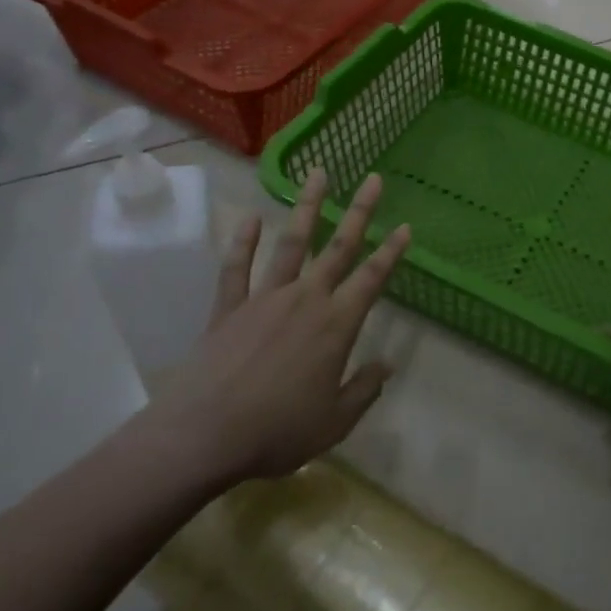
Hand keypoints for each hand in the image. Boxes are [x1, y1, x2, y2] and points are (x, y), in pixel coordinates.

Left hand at [160, 168, 410, 483]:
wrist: (205, 435)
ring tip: (318, 175)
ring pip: (291, 244)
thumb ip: (364, 390)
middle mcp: (305, 300)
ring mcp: (264, 298)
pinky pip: (236, 267)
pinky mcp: (228, 307)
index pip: (372, 279)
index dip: (391, 252)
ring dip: (306, 208)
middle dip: (359, 212)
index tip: (405, 226)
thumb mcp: (335, 422)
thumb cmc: (277, 432)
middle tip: (372, 180)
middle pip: (338, 248)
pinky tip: (250, 217)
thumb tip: (386, 365)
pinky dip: (243, 241)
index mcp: (336, 326)